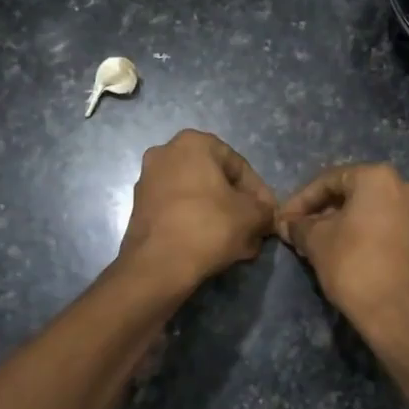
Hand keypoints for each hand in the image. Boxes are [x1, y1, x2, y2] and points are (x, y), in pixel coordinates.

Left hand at [119, 130, 276, 290]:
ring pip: (198, 198)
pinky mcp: (140, 208)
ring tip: (240, 245)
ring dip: (221, 217)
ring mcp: (149, 180)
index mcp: (193, 143)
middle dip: (238, 207)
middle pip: (216, 181)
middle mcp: (166, 153)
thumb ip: (266, 209)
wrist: (157, 266)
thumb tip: (266, 215)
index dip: (259, 194)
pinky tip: (216, 247)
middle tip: (255, 231)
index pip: (239, 166)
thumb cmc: (208, 227)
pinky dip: (198, 224)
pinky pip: (179, 211)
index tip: (269, 216)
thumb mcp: (252, 216)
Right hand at [277, 163, 408, 353]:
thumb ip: (299, 226)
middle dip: (321, 212)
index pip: (328, 180)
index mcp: (378, 177)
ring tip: (315, 246)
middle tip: (297, 233)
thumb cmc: (355, 265)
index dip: (300, 200)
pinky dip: (361, 235)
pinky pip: (383, 227)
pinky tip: (341, 254)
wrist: (402, 315)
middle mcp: (403, 187)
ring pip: (368, 212)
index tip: (282, 221)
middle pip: (351, 193)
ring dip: (339, 224)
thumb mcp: (317, 242)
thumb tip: (286, 224)